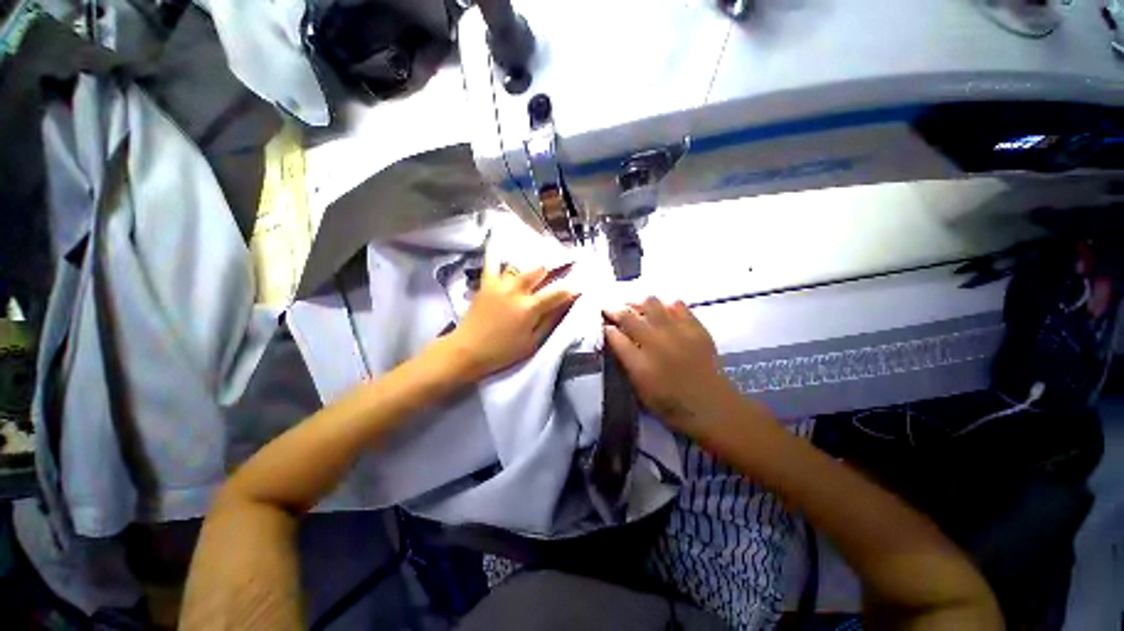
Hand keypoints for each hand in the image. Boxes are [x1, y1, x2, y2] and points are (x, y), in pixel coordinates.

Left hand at [445, 264, 578, 380]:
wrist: (467, 351)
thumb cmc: (503, 352)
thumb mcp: (532, 342)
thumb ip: (550, 321)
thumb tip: (566, 305)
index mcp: (529, 308)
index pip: (556, 294)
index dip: (570, 290)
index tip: (579, 286)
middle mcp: (515, 291)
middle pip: (539, 271)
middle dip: (553, 267)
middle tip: (564, 264)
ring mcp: (499, 285)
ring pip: (519, 266)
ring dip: (531, 266)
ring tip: (538, 264)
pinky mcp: (485, 284)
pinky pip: (492, 264)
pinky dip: (497, 255)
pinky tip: (500, 243)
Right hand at [604, 297, 742, 434]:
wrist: (710, 406)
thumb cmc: (670, 404)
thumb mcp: (639, 389)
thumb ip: (625, 362)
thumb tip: (615, 339)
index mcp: (639, 363)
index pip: (614, 336)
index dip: (606, 327)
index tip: (603, 323)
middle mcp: (655, 343)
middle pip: (628, 316)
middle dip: (615, 309)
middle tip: (610, 308)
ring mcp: (677, 332)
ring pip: (651, 303)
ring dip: (638, 303)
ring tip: (635, 307)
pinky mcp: (695, 327)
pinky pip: (677, 305)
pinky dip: (665, 305)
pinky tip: (662, 311)